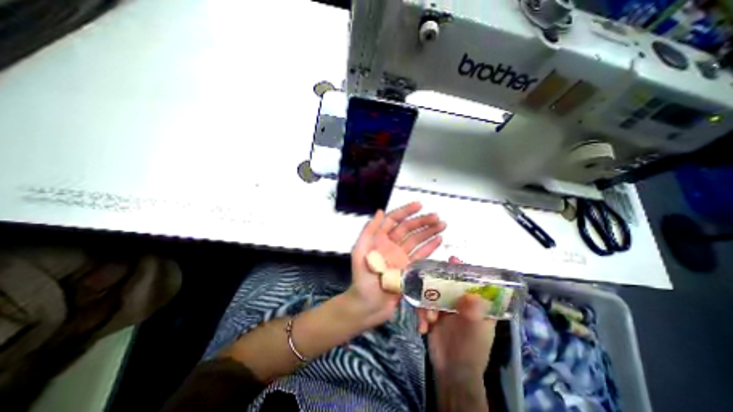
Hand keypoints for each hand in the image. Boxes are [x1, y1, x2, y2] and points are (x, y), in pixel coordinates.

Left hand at [346, 201, 443, 326]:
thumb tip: (379, 211)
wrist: (368, 305)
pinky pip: (420, 255)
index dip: (405, 211)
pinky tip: (438, 240)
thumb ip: (369, 231)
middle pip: (408, 229)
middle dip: (422, 221)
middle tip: (437, 216)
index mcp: (379, 239)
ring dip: (429, 232)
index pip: (393, 220)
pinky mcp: (408, 268)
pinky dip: (429, 247)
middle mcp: (391, 245)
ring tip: (442, 225)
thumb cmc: (362, 278)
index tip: (419, 205)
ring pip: (416, 240)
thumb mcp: (359, 252)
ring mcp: (401, 257)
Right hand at [418, 256, 497, 381]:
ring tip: (428, 319)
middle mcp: (460, 301)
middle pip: (448, 283)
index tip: (452, 260)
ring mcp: (445, 306)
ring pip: (432, 293)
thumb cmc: (469, 351)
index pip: (471, 281)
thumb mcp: (474, 333)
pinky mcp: (432, 312)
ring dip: (427, 304)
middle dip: (436, 286)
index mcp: (476, 302)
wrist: (450, 372)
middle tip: (427, 284)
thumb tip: (473, 294)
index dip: (463, 270)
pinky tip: (422, 327)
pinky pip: (423, 305)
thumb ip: (473, 314)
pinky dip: (421, 314)